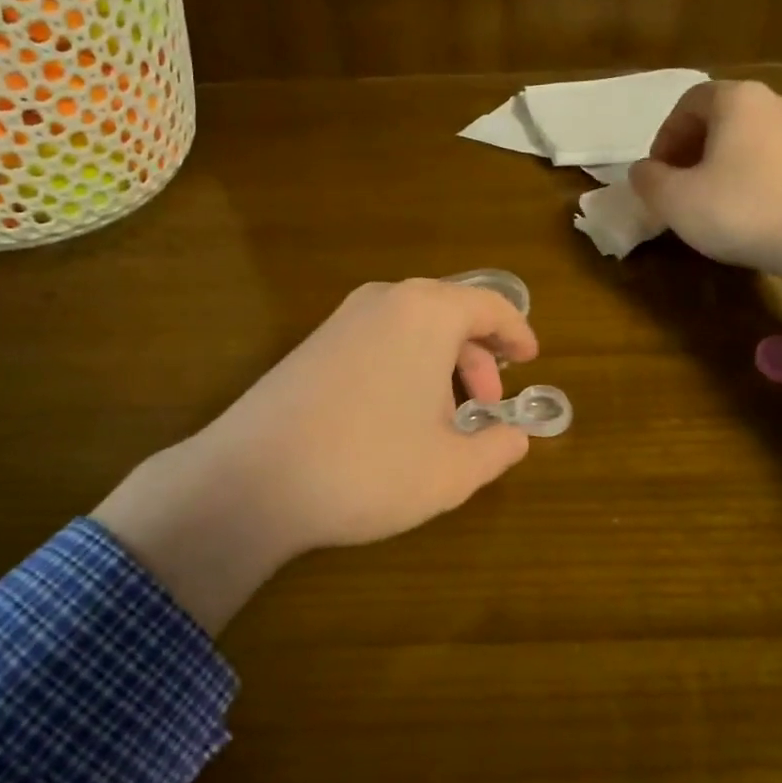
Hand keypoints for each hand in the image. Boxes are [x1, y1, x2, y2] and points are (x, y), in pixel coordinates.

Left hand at [93, 279, 538, 631]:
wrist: (250, 481)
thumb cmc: (369, 467)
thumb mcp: (452, 470)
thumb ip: (498, 449)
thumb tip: (515, 437)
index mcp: (427, 313)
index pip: (490, 306)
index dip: (517, 333)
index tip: (531, 360)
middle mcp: (383, 302)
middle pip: (450, 315)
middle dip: (477, 359)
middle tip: (486, 407)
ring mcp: (340, 321)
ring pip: (412, 331)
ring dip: (440, 368)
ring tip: (443, 422)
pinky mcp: (310, 347)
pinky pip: (377, 344)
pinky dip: (404, 370)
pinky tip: (396, 421)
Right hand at [631, 78, 781, 376]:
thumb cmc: (741, 210)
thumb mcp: (675, 200)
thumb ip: (648, 180)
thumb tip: (642, 170)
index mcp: (736, 99)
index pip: (688, 103)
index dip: (665, 136)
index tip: (657, 173)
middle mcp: (773, 102)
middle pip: (719, 118)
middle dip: (691, 150)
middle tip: (678, 187)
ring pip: (746, 139)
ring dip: (720, 164)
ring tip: (710, 201)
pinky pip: (772, 158)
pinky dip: (750, 176)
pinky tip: (746, 211)